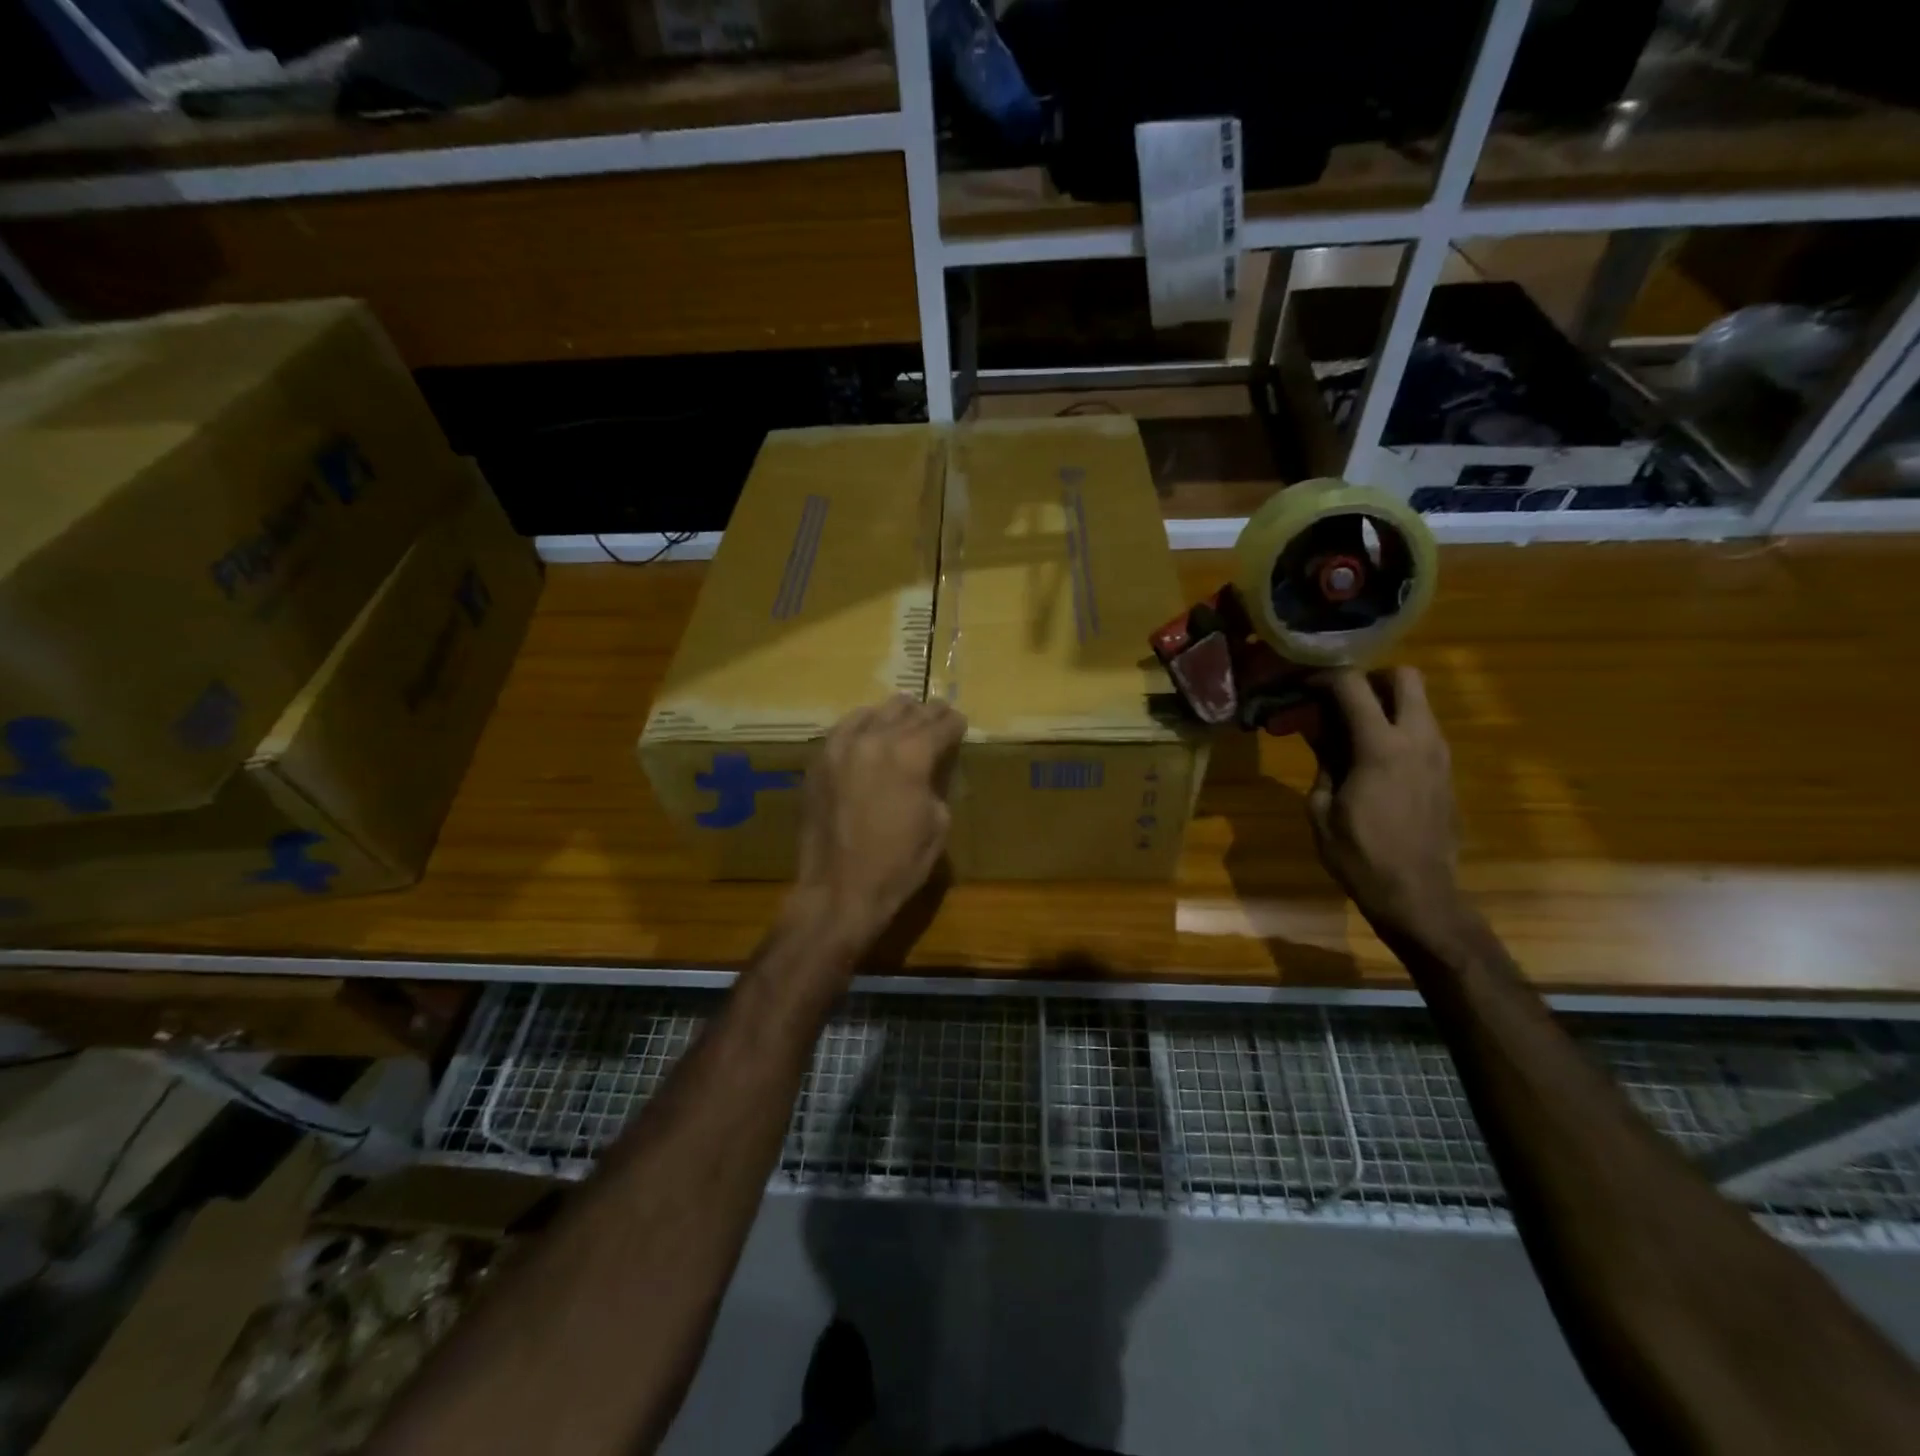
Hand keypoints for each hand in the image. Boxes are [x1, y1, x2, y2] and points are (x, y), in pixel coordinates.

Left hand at [791, 695, 966, 956]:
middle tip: (939, 717)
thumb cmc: (898, 864)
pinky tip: (869, 730)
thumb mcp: (937, 824)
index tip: (960, 724)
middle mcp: (876, 739)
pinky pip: (844, 728)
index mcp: (912, 755)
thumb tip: (930, 770)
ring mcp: (842, 746)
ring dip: (896, 714)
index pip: (941, 725)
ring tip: (905, 719)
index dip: (955, 724)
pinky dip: (863, 724)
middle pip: (909, 712)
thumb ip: (936, 784)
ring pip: (875, 712)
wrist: (839, 890)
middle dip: (928, 714)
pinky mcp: (819, 760)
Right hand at [1306, 668, 1465, 945]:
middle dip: (1369, 679)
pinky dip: (1396, 729)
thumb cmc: (1359, 855)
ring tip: (1349, 730)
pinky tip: (1370, 758)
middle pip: (1404, 677)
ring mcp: (1439, 755)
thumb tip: (1317, 731)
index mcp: (1380, 747)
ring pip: (1418, 703)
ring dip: (1384, 704)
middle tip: (1339, 700)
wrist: (1419, 896)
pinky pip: (1422, 731)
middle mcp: (1418, 739)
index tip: (1301, 686)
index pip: (1353, 685)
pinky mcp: (1446, 772)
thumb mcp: (1321, 808)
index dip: (1322, 677)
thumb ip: (1323, 760)